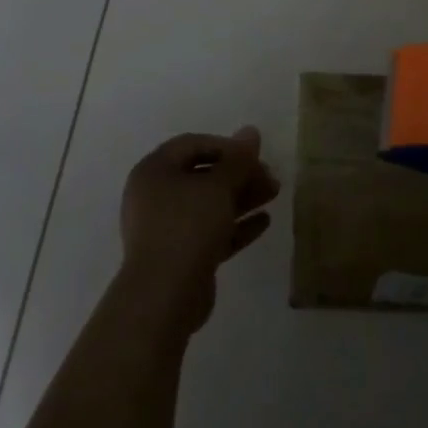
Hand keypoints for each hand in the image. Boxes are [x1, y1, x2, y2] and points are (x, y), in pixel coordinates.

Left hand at [117, 127, 279, 334]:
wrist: (164, 296)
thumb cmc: (187, 227)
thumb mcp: (219, 186)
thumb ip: (238, 159)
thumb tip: (251, 130)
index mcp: (154, 171)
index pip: (193, 144)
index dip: (226, 146)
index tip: (254, 156)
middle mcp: (155, 196)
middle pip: (203, 175)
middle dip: (239, 175)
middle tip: (270, 177)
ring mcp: (165, 228)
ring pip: (208, 205)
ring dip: (241, 198)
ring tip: (274, 194)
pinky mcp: (179, 256)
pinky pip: (209, 232)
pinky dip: (234, 225)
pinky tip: (264, 222)